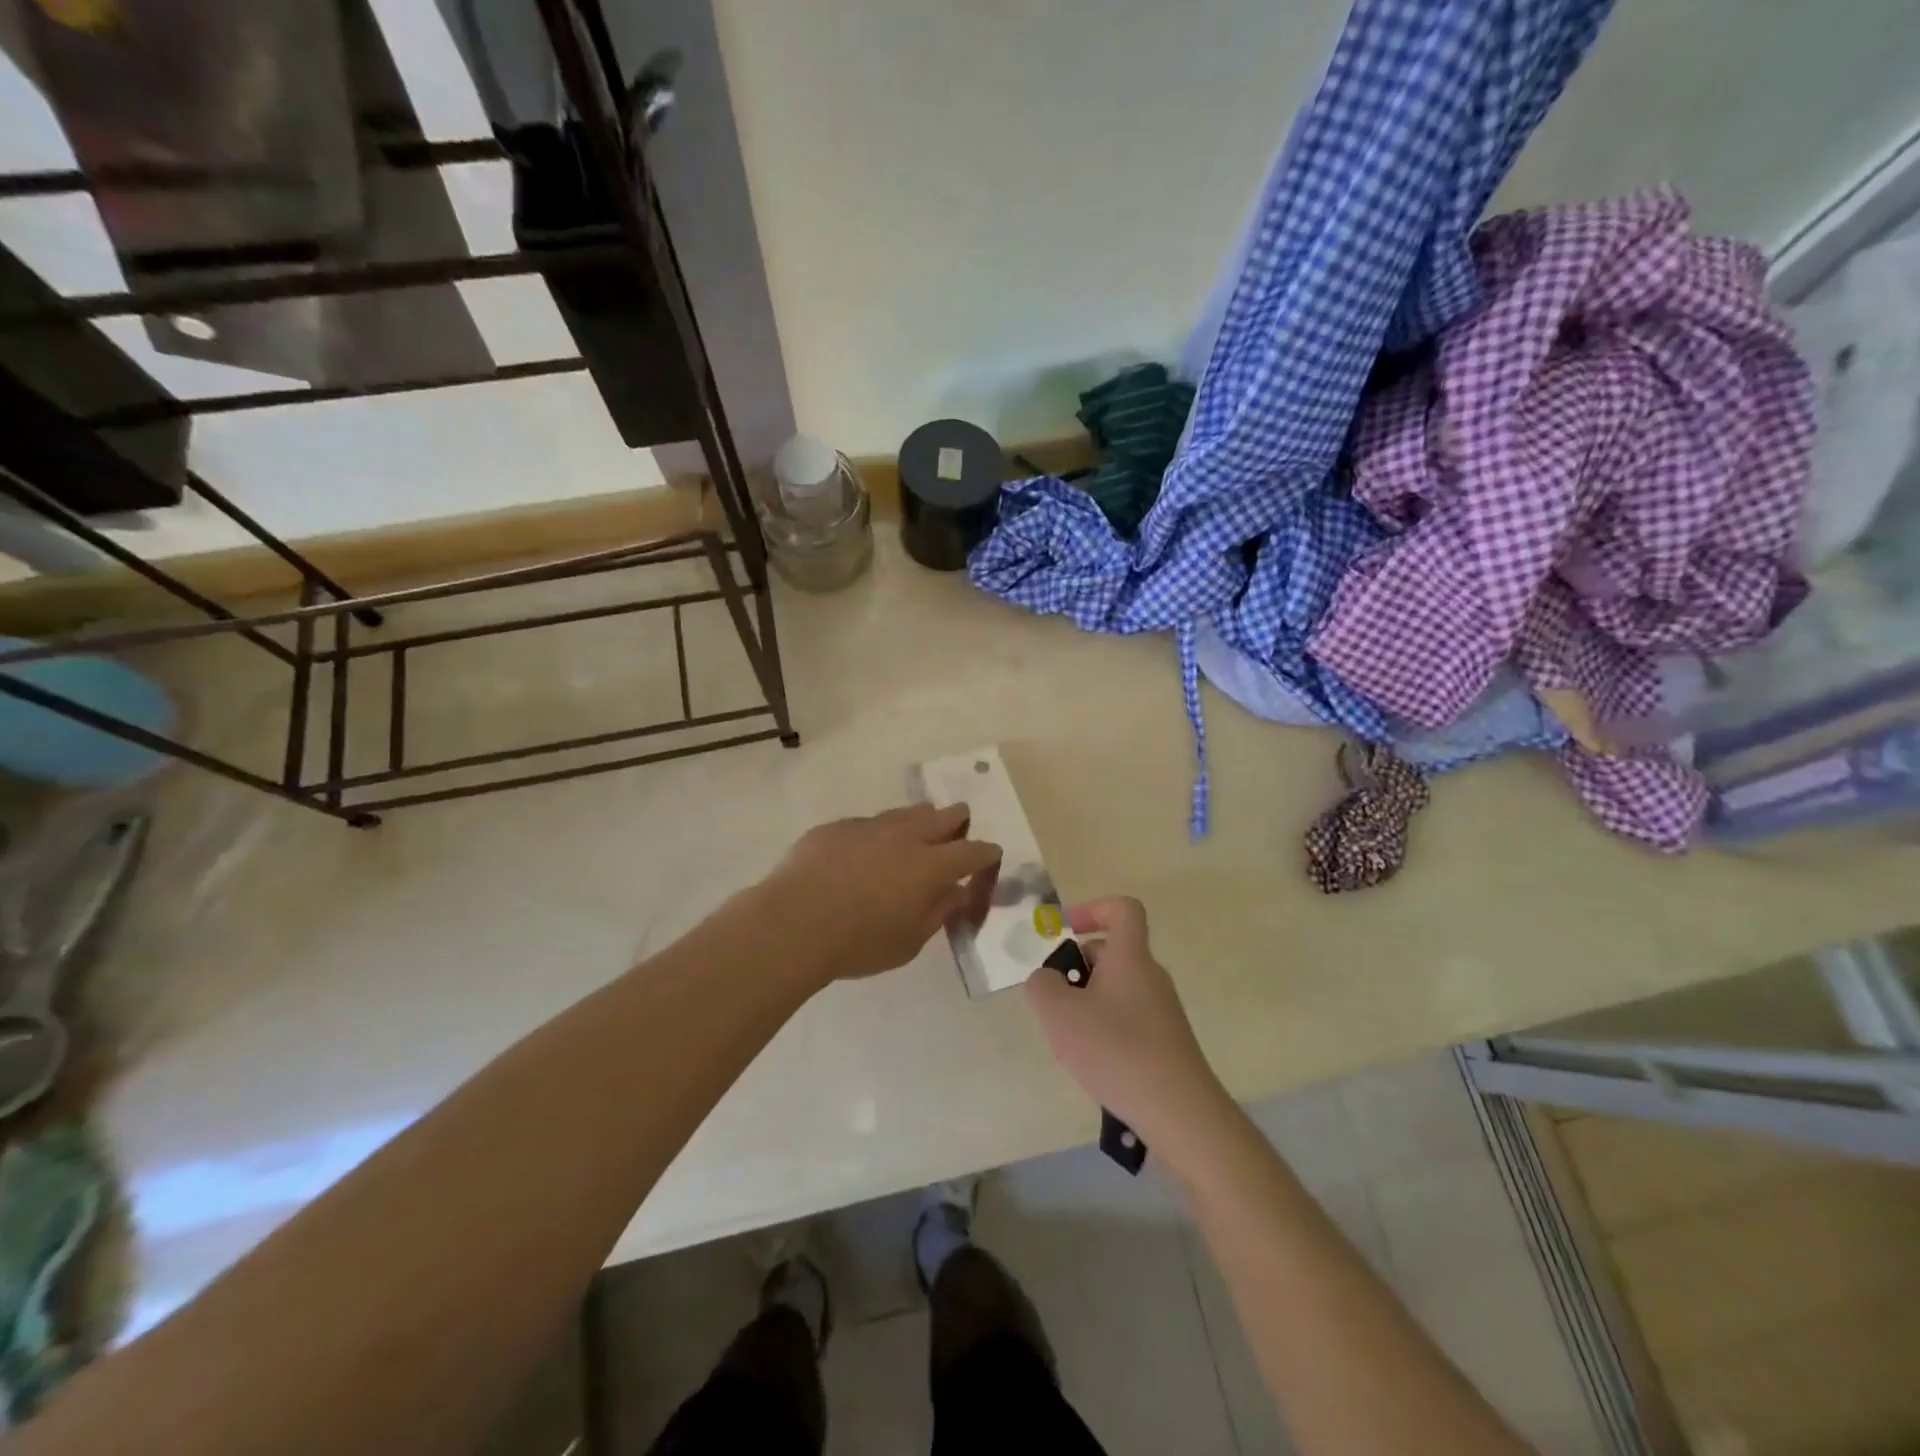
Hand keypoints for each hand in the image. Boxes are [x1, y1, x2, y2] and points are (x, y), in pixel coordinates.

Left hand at [758, 804, 1000, 986]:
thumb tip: (955, 893)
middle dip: (957, 821)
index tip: (991, 855)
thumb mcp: (908, 942)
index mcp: (930, 865)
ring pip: (905, 812)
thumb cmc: (859, 942)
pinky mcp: (836, 827)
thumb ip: (937, 913)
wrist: (793, 922)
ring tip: (916, 831)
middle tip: (958, 827)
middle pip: (943, 816)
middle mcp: (905, 836)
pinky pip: (867, 824)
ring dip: (918, 820)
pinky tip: (864, 851)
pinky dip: (876, 834)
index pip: (972, 851)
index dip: (986, 852)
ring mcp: (869, 826)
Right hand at [1023, 897, 1228, 1151]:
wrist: (1180, 1112)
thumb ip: (1041, 985)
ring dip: (1088, 1002)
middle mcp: (1151, 976)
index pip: (1123, 909)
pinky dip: (1106, 1029)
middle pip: (1113, 952)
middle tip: (1056, 1002)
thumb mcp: (1059, 1013)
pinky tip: (1095, 1063)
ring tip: (1071, 1038)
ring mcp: (1163, 1011)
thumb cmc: (1116, 1051)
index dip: (1092, 908)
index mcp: (1131, 957)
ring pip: (1117, 988)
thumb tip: (1048, 979)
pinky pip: (1128, 1018)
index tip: (1066, 930)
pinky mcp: (1167, 1042)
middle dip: (1078, 968)